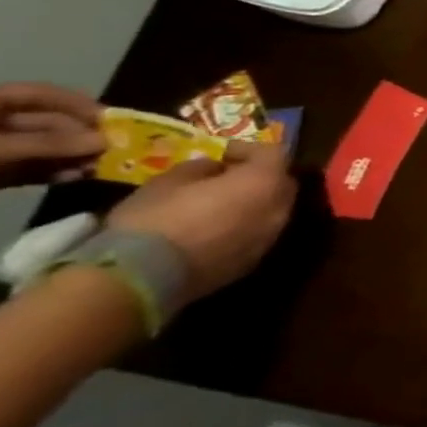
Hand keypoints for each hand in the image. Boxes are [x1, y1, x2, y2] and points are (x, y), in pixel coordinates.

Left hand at [0, 83, 103, 188]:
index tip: (113, 119)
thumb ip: (48, 144)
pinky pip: (29, 168)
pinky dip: (54, 173)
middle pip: (47, 124)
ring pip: (43, 148)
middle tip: (113, 150)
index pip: (40, 94)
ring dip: (73, 157)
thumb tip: (106, 141)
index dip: (78, 103)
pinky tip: (75, 178)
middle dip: (81, 137)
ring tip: (99, 167)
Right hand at [106, 143, 296, 308]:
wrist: (144, 277)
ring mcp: (272, 237)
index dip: (249, 149)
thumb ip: (200, 168)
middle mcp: (279, 208)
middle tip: (226, 176)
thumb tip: (214, 169)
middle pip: (281, 182)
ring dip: (255, 201)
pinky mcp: (256, 260)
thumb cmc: (155, 219)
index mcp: (264, 183)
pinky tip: (216, 229)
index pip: (274, 154)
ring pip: (274, 209)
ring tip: (220, 202)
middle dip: (259, 175)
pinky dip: (247, 225)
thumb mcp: (167, 181)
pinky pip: (260, 233)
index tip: (223, 153)